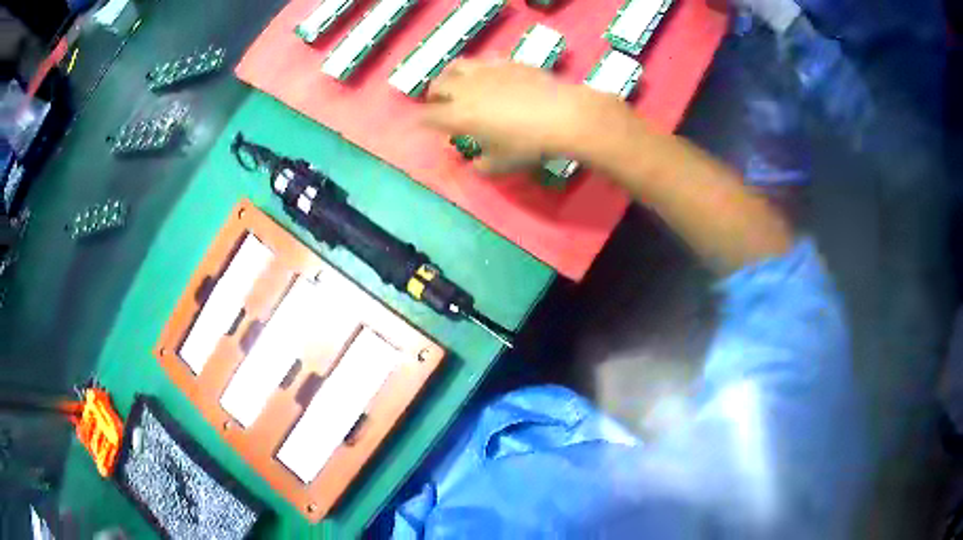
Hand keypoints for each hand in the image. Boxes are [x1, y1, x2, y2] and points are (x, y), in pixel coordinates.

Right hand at [423, 59, 619, 173]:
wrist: (562, 116)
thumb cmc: (528, 144)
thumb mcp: (501, 164)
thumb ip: (480, 166)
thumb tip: (472, 165)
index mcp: (458, 115)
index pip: (427, 116)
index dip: (419, 121)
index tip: (418, 125)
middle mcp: (465, 89)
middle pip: (437, 85)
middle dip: (433, 95)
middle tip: (439, 103)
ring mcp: (485, 71)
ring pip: (456, 65)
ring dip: (450, 75)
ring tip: (457, 83)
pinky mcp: (506, 62)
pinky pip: (483, 61)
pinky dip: (478, 69)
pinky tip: (488, 75)